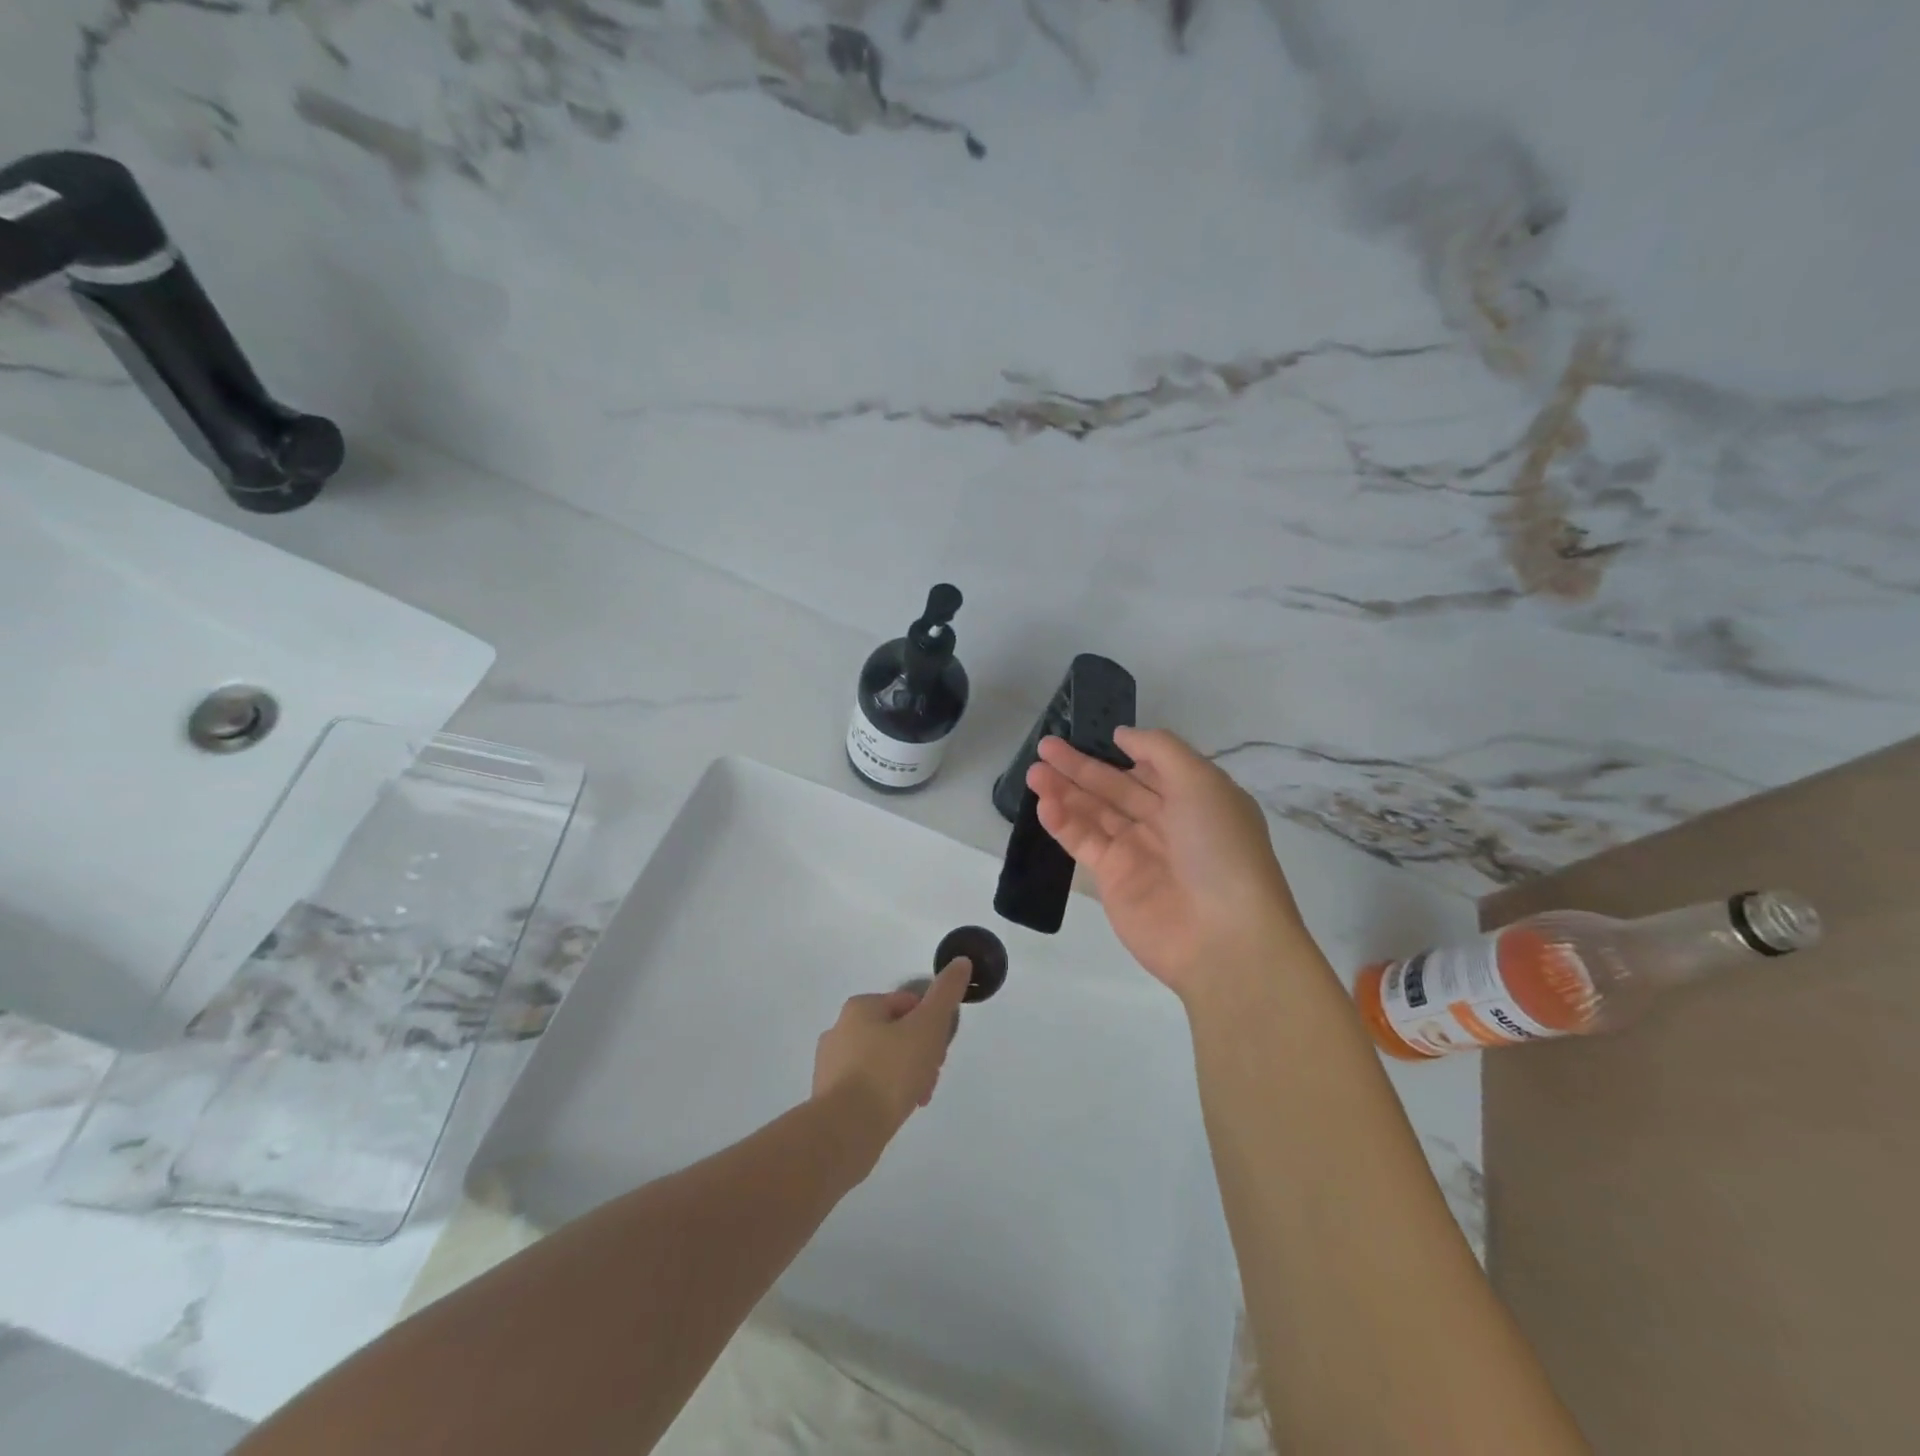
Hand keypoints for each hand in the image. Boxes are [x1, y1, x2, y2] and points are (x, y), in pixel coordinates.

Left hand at [813, 958, 971, 1134]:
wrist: (845, 1131)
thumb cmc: (889, 1071)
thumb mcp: (927, 1026)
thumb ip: (946, 994)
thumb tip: (961, 962)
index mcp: (860, 1006)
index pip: (909, 1004)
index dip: (932, 1025)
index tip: (940, 1052)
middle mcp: (840, 1029)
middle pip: (896, 1033)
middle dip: (920, 1054)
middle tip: (929, 1078)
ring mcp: (830, 1064)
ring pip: (883, 1062)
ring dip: (905, 1076)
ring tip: (915, 1099)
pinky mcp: (828, 1097)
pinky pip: (867, 1088)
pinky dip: (885, 1095)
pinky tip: (895, 1113)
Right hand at [1028, 727, 1316, 1001]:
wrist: (1222, 935)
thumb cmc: (1220, 848)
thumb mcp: (1202, 783)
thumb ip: (1160, 750)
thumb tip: (1123, 735)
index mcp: (1194, 798)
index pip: (1150, 768)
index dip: (1119, 752)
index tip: (1088, 733)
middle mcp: (1165, 822)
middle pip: (1114, 787)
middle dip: (1080, 767)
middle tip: (1044, 747)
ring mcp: (1137, 852)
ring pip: (1093, 813)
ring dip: (1063, 791)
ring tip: (1033, 773)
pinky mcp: (1112, 879)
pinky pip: (1083, 842)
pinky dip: (1063, 823)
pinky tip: (1044, 804)